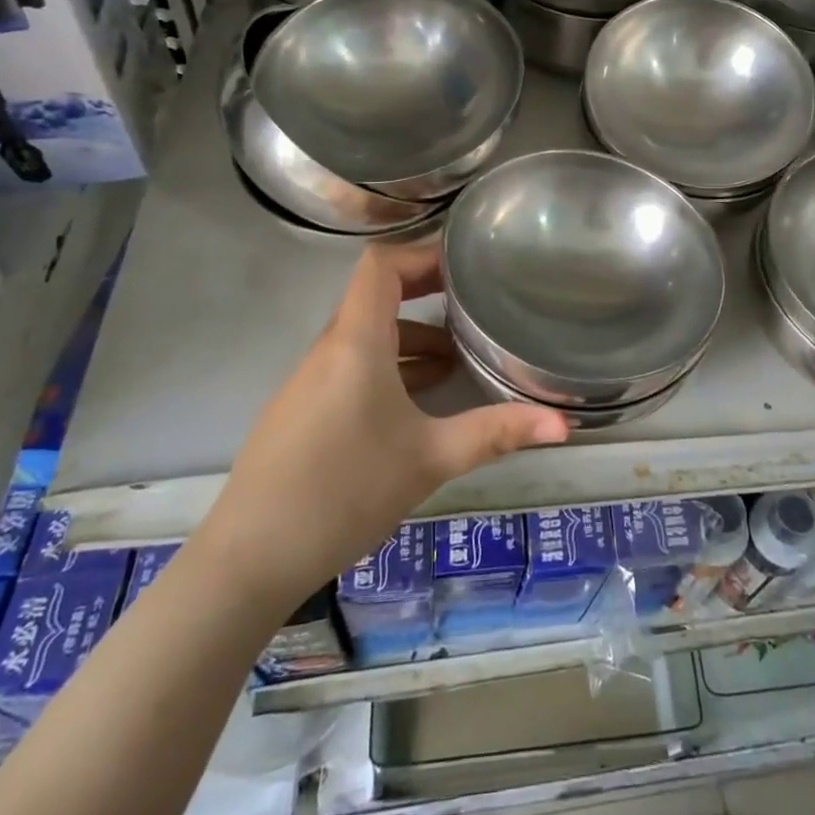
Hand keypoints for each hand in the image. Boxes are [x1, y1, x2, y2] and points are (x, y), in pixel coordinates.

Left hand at [195, 242, 568, 608]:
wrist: (249, 560)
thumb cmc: (345, 492)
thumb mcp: (430, 459)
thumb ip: (496, 433)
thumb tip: (565, 423)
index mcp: (356, 342)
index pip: (380, 266)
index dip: (420, 254)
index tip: (465, 263)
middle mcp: (328, 349)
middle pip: (375, 296)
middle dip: (424, 292)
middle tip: (472, 299)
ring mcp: (309, 380)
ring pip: (364, 335)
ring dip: (409, 336)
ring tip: (455, 359)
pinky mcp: (301, 410)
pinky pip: (350, 365)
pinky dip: (387, 364)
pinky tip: (416, 401)